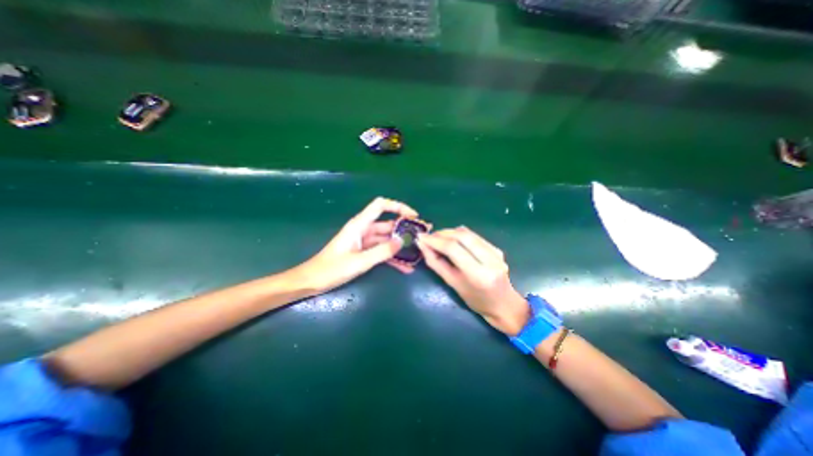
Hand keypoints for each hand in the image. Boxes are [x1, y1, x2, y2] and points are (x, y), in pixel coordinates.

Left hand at [292, 197, 418, 292]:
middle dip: (405, 230)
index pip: (380, 205)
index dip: (398, 206)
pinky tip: (405, 267)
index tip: (413, 216)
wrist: (312, 281)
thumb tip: (402, 241)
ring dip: (400, 246)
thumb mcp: (359, 261)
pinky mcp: (364, 252)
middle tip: (422, 237)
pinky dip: (392, 257)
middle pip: (388, 224)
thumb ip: (382, 251)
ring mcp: (364, 241)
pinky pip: (381, 251)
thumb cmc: (331, 269)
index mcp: (359, 225)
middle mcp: (363, 229)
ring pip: (387, 240)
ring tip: (417, 254)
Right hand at [416, 227, 531, 333]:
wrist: (504, 304)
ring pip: (468, 233)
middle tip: (428, 236)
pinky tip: (451, 239)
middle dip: (441, 233)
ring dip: (449, 232)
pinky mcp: (497, 248)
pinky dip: (459, 234)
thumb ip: (436, 263)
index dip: (434, 240)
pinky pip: (474, 236)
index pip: (453, 248)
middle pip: (461, 236)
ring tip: (437, 237)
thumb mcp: (453, 284)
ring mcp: (496, 252)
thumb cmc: (476, 301)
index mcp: (478, 274)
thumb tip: (423, 246)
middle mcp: (490, 259)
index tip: (421, 237)